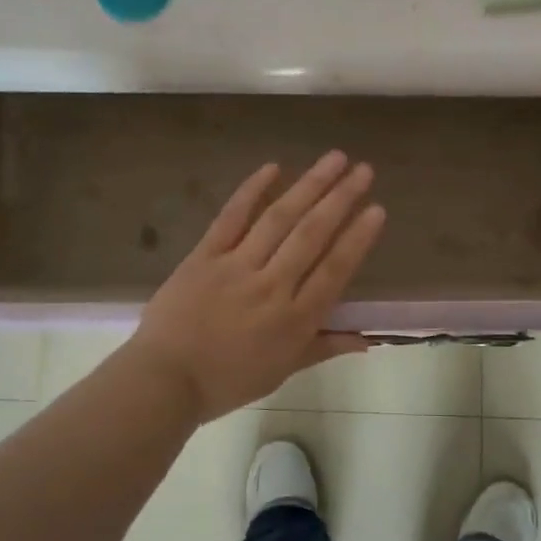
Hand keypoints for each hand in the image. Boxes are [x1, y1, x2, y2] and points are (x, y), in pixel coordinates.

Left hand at [125, 151, 385, 422]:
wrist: (164, 380)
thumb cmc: (227, 381)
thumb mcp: (282, 371)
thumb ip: (324, 348)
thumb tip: (367, 341)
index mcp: (294, 320)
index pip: (334, 271)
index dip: (357, 238)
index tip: (377, 209)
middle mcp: (271, 286)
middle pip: (311, 235)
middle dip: (341, 199)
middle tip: (364, 170)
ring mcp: (236, 266)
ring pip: (279, 219)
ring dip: (309, 186)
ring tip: (334, 159)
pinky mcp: (205, 255)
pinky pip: (231, 217)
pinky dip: (252, 190)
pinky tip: (274, 167)